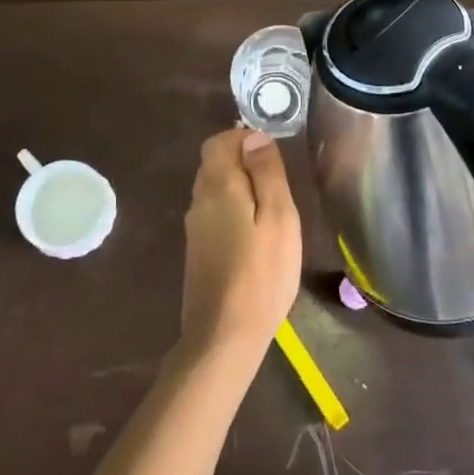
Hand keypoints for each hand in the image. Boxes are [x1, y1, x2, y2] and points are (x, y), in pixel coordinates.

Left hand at [180, 128, 302, 358]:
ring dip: (240, 187)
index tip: (273, 159)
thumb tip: (254, 137)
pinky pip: (214, 212)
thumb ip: (267, 173)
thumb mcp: (279, 217)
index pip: (220, 140)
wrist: (224, 337)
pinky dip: (233, 209)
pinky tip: (255, 235)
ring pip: (214, 187)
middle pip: (214, 162)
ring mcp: (194, 227)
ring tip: (272, 212)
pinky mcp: (197, 249)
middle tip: (278, 186)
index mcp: (217, 185)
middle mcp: (198, 199)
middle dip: (244, 162)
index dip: (245, 138)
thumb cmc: (262, 274)